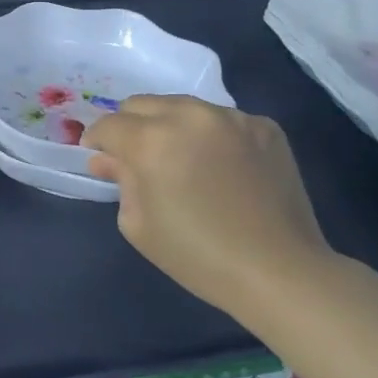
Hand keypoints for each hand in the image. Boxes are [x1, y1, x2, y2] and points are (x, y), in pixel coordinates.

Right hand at [82, 95, 334, 316]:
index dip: (97, 142)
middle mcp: (189, 116)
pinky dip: (213, 136)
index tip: (100, 160)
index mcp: (151, 140)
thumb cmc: (198, 256)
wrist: (280, 272)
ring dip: (172, 126)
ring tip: (184, 160)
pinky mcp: (264, 126)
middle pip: (141, 104)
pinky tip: (223, 167)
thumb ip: (119, 180)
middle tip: (139, 159)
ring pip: (183, 106)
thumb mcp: (138, 225)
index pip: (108, 125)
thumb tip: (108, 159)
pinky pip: (223, 120)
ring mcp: (231, 117)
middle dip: (131, 127)